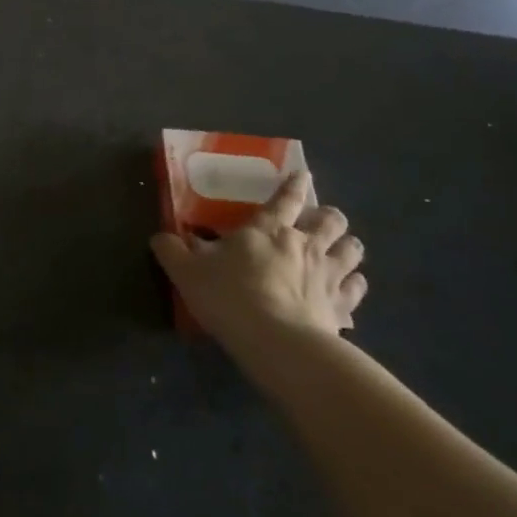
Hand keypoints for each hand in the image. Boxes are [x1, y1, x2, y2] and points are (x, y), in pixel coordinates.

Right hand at [150, 172, 366, 345]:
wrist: (276, 341)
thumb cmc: (229, 297)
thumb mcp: (187, 273)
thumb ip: (172, 252)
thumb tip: (160, 237)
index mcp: (267, 230)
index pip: (285, 198)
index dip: (294, 185)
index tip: (303, 175)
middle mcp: (304, 244)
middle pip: (330, 220)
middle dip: (328, 217)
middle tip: (321, 222)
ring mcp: (328, 274)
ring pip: (351, 249)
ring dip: (347, 246)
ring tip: (342, 250)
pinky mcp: (342, 305)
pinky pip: (356, 288)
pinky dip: (354, 285)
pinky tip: (348, 289)